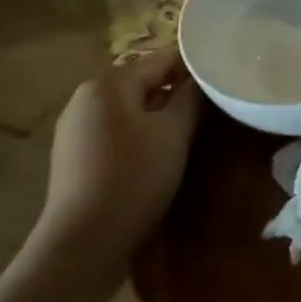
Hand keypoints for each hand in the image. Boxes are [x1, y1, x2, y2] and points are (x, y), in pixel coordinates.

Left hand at [30, 50, 201, 289]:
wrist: (83, 243)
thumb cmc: (134, 177)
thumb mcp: (174, 133)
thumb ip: (191, 97)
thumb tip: (202, 76)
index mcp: (108, 84)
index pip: (162, 58)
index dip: (196, 64)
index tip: (225, 73)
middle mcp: (85, 97)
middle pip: (143, 81)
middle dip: (177, 89)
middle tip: (214, 102)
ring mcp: (75, 128)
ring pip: (130, 107)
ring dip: (160, 113)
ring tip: (192, 126)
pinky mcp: (74, 156)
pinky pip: (116, 130)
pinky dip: (140, 132)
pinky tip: (159, 151)